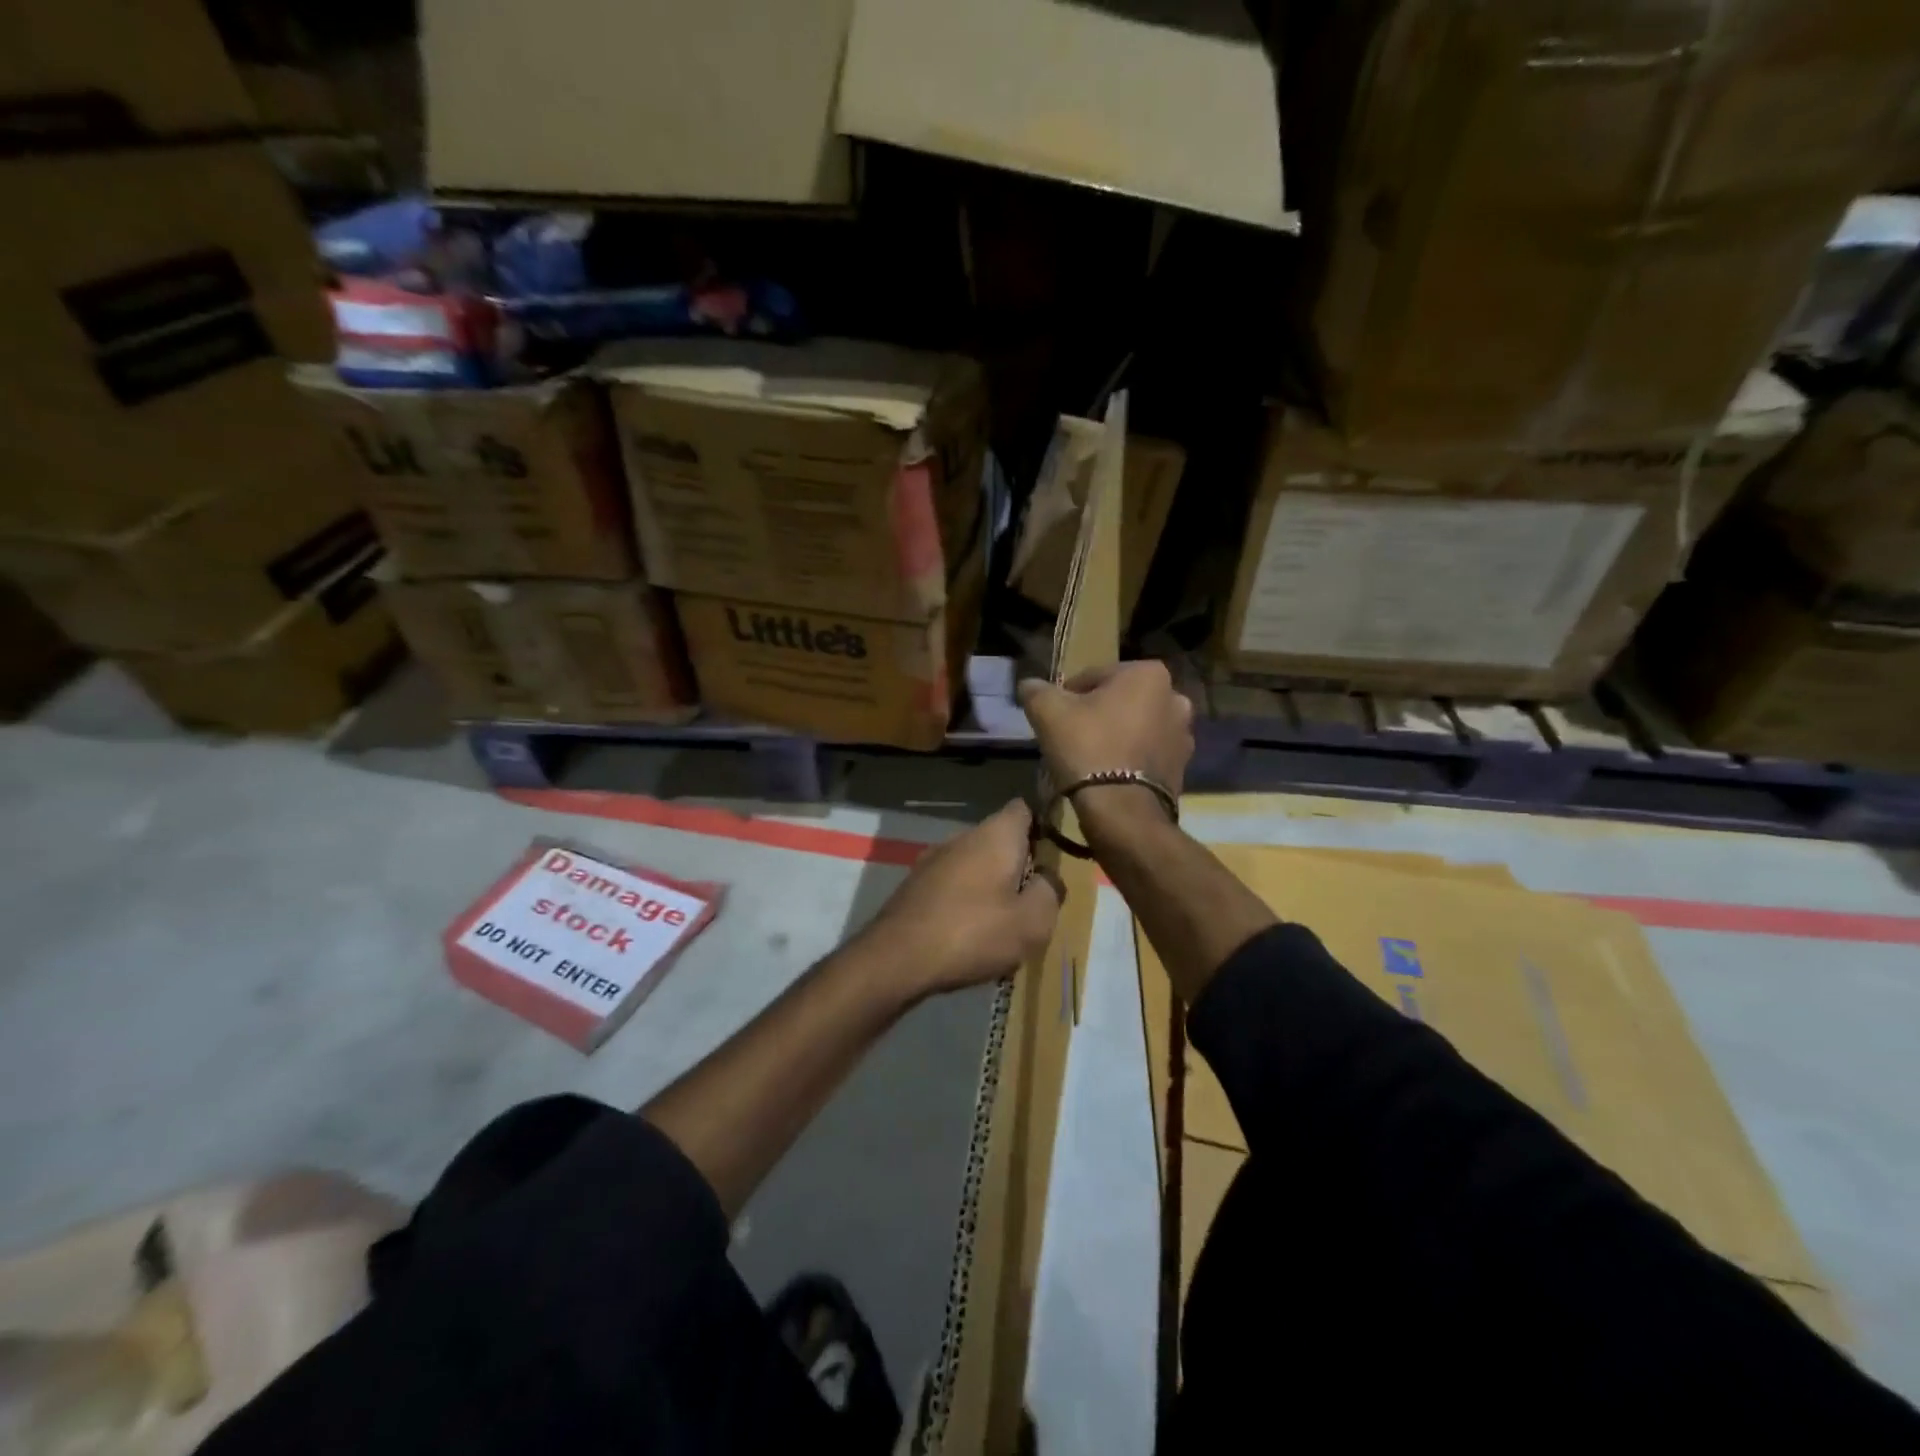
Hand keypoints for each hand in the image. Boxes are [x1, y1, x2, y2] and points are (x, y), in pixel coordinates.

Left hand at [859, 800, 1061, 998]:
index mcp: (996, 834)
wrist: (897, 958)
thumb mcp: (1033, 921)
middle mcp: (962, 836)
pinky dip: (965, 901)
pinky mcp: (914, 884)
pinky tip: (968, 934)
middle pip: (1000, 839)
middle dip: (1018, 864)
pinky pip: (952, 884)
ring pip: (974, 863)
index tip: (1054, 856)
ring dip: (990, 885)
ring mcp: (933, 858)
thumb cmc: (974, 933)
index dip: (1043, 826)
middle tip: (1033, 900)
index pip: (1024, 809)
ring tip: (1002, 923)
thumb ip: (1051, 892)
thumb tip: (1049, 877)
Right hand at [1016, 661, 1194, 795]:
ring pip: (1135, 727)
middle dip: (1097, 714)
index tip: (1055, 717)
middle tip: (1071, 736)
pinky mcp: (1182, 767)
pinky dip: (1129, 759)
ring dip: (1115, 736)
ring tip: (1089, 758)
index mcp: (1148, 674)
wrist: (1122, 811)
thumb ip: (1036, 690)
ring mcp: (1183, 735)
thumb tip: (1029, 685)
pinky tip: (1108, 775)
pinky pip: (1146, 754)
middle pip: (1119, 700)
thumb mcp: (1048, 712)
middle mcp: (1175, 697)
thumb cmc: (1088, 748)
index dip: (1069, 695)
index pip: (1094, 676)